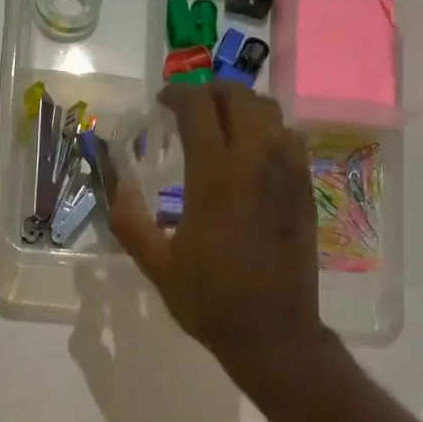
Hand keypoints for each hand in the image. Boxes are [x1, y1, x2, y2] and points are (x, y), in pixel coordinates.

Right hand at [108, 84, 334, 383]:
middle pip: (239, 97)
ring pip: (271, 113)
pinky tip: (254, 151)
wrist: (273, 331)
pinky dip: (269, 129)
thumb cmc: (210, 300)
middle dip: (211, 91)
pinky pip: (291, 139)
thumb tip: (117, 186)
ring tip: (222, 121)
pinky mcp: (305, 190)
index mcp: (214, 178)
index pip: (199, 109)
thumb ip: (131, 222)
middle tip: (191, 105)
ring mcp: (287, 174)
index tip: (163, 102)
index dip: (178, 95)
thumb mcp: (157, 266)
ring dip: (243, 106)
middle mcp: (255, 163)